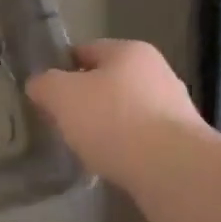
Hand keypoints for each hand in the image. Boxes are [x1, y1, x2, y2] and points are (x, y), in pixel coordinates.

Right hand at [27, 39, 206, 187]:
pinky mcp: (181, 143)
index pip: (86, 50)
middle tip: (62, 123)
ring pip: (125, 112)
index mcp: (130, 51)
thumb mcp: (62, 95)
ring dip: (105, 127)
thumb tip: (39, 84)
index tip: (46, 95)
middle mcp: (157, 73)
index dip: (61, 69)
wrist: (173, 170)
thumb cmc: (113, 120)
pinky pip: (141, 140)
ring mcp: (174, 109)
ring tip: (85, 149)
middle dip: (84, 101)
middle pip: (107, 82)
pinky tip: (111, 165)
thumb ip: (44, 84)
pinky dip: (124, 149)